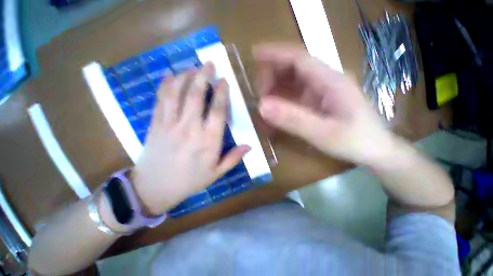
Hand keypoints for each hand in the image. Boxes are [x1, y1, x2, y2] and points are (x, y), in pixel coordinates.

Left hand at [132, 63, 249, 214]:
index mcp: (208, 141)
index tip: (224, 81)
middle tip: (208, 64)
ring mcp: (170, 124)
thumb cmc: (190, 181)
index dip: (222, 93)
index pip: (218, 111)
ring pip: (177, 93)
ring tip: (192, 67)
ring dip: (185, 77)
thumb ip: (233, 158)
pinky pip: (161, 100)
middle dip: (203, 76)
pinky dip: (166, 85)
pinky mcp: (156, 124)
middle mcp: (190, 128)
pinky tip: (170, 76)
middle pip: (197, 96)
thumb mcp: (216, 173)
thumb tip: (249, 146)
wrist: (154, 188)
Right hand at [254, 43, 394, 164]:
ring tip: (265, 102)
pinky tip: (276, 108)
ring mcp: (322, 90)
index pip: (299, 58)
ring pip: (293, 80)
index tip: (254, 54)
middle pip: (293, 67)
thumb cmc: (356, 141)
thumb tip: (262, 106)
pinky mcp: (318, 100)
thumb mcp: (323, 133)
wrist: (375, 150)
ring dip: (276, 87)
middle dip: (272, 75)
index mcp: (331, 80)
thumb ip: (293, 120)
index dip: (275, 53)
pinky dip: (282, 98)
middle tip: (259, 94)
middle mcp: (325, 80)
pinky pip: (295, 93)